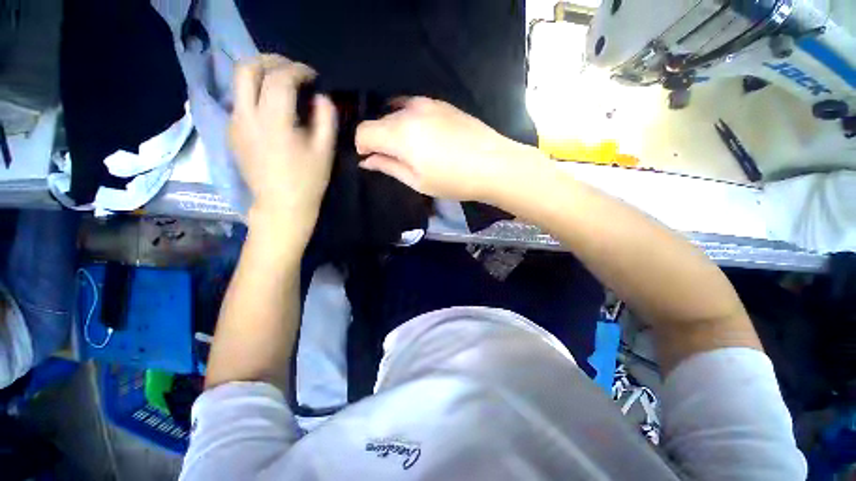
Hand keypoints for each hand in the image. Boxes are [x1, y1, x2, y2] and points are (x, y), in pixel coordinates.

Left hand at [230, 54, 336, 240]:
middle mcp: (247, 115)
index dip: (298, 70)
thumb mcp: (325, 151)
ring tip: (282, 85)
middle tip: (291, 70)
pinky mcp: (232, 132)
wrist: (280, 205)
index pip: (280, 78)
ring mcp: (235, 123)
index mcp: (274, 121)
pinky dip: (256, 93)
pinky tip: (272, 108)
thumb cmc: (308, 181)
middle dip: (271, 61)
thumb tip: (320, 97)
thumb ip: (326, 118)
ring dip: (261, 75)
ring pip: (239, 81)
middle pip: (247, 67)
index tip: (312, 77)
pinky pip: (240, 100)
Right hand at [355, 97, 535, 201]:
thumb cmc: (453, 180)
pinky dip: (409, 120)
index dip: (363, 146)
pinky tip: (423, 136)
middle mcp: (409, 111)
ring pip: (396, 111)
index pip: (364, 131)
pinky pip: (413, 107)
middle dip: (378, 139)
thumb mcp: (417, 181)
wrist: (494, 164)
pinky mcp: (442, 103)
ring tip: (408, 148)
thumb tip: (367, 160)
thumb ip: (388, 166)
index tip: (372, 159)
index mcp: (400, 133)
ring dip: (394, 128)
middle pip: (379, 120)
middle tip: (392, 158)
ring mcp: (427, 103)